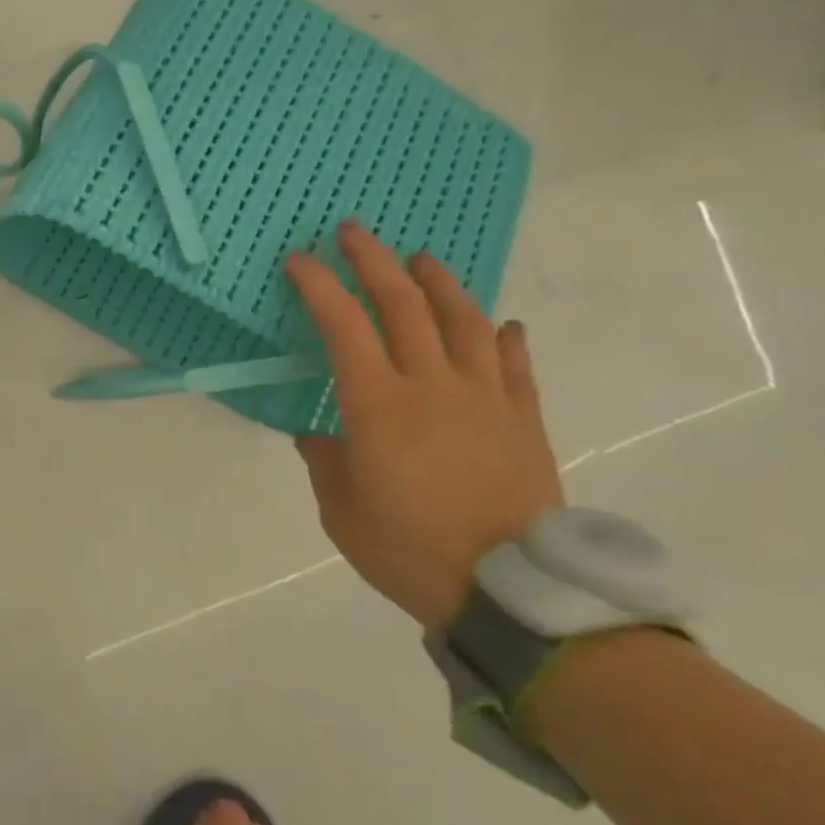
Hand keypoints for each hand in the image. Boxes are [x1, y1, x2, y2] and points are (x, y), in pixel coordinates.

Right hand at [284, 222, 562, 630]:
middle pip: (403, 305)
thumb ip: (325, 463)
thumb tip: (318, 437)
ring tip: (421, 259)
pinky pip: (514, 365)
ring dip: (438, 282)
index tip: (300, 261)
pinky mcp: (524, 420)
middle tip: (355, 232)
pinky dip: (502, 337)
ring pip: (463, 321)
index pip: (342, 326)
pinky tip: (499, 324)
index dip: (319, 286)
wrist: (510, 592)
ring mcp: (485, 398)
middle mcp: (432, 386)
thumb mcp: (342, 511)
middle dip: (374, 261)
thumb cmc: (409, 550)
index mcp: (378, 405)